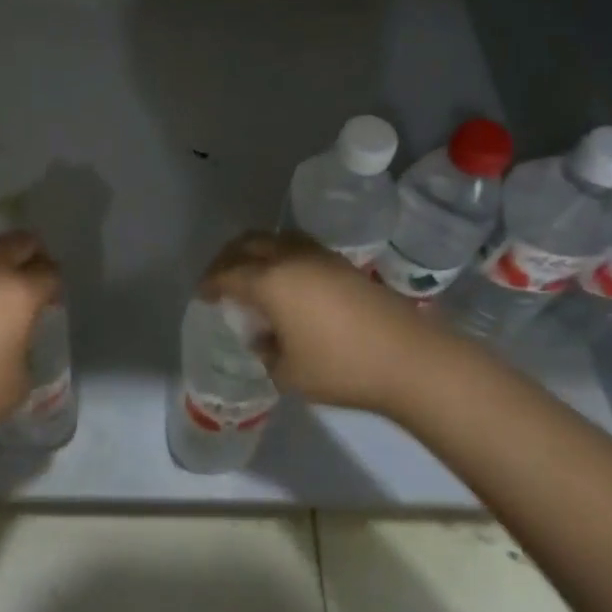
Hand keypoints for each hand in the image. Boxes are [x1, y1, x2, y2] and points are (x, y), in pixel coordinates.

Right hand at [201, 231, 445, 412]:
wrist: (410, 359)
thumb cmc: (341, 369)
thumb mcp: (288, 373)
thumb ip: (266, 351)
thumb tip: (264, 337)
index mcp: (270, 282)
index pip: (228, 274)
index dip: (210, 283)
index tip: (202, 295)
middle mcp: (291, 259)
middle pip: (248, 244)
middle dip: (227, 258)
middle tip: (219, 278)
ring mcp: (320, 257)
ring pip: (276, 238)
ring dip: (255, 250)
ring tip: (251, 272)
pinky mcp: (343, 264)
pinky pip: (299, 247)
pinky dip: (281, 255)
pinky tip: (287, 279)